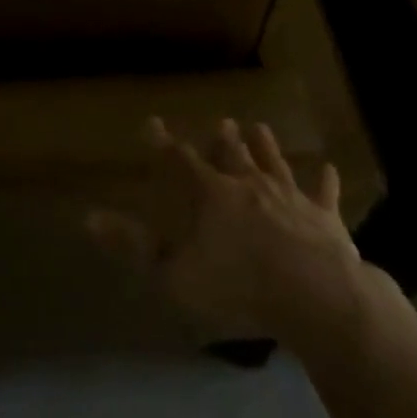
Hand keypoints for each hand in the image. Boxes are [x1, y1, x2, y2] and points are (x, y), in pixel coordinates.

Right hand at [89, 117, 379, 346]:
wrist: (315, 296)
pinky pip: (323, 194)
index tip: (151, 122)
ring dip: (266, 147)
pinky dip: (324, 181)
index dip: (163, 143)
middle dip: (223, 139)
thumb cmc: (238, 287)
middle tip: (221, 122)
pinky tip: (328, 167)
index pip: (180, 160)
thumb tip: (88, 217)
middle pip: (232, 155)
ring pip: (274, 164)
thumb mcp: (173, 275)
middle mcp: (249, 185)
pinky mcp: (324, 218)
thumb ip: (132, 246)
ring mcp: (289, 198)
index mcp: (211, 195)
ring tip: (260, 126)